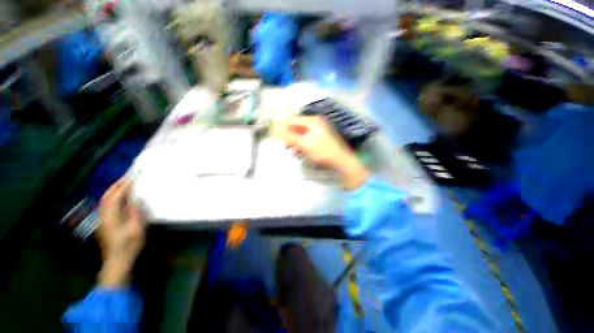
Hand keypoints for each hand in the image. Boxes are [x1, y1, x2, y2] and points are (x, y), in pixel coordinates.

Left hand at [97, 177, 144, 286]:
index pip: (115, 196)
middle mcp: (103, 216)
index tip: (133, 175)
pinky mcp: (105, 223)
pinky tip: (121, 197)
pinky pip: (108, 205)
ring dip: (114, 190)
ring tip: (125, 183)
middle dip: (117, 184)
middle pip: (107, 196)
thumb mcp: (136, 229)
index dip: (124, 185)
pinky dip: (114, 197)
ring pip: (106, 200)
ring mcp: (103, 220)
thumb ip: (135, 212)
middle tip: (128, 176)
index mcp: (110, 217)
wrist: (118, 262)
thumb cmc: (129, 245)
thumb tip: (135, 198)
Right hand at [274, 116, 369, 189]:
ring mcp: (319, 132)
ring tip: (292, 151)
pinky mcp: (320, 140)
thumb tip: (276, 131)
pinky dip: (302, 146)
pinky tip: (300, 153)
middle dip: (290, 137)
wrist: (341, 161)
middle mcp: (316, 124)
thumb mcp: (304, 144)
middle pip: (297, 128)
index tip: (275, 134)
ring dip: (295, 143)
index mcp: (312, 121)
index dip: (283, 126)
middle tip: (285, 146)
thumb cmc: (322, 151)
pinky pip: (307, 140)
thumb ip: (289, 137)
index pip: (293, 120)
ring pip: (302, 135)